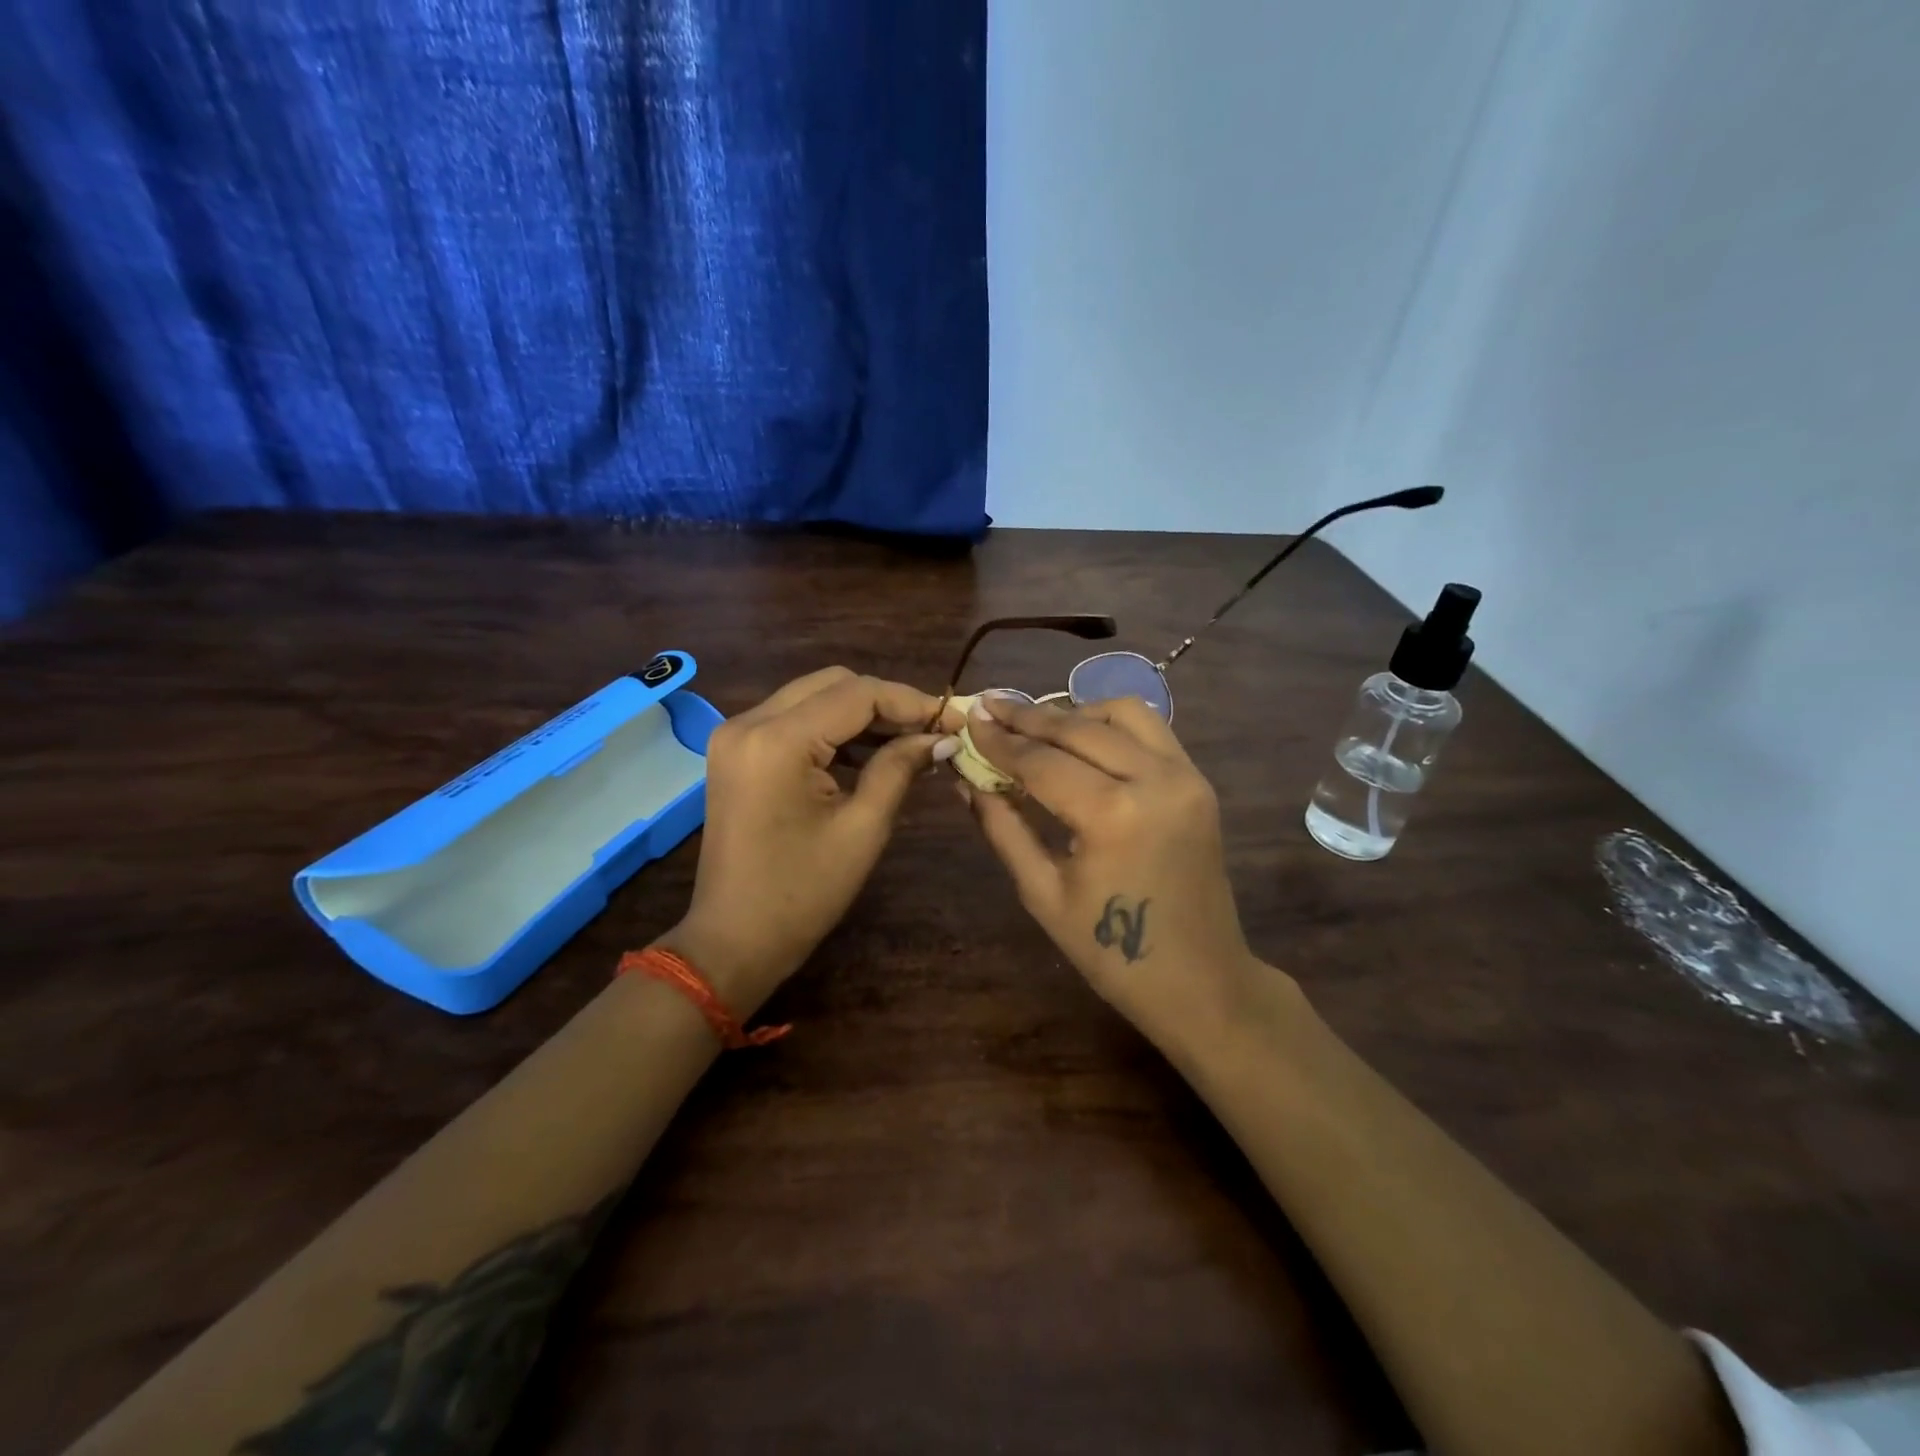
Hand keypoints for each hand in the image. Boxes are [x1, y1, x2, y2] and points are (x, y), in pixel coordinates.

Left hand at [660, 667, 962, 1010]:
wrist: (733, 941)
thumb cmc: (802, 894)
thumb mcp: (862, 829)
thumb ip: (899, 769)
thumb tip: (941, 737)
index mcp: (777, 741)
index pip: (857, 694)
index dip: (911, 702)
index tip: (954, 721)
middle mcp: (749, 722)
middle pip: (833, 684)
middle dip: (887, 702)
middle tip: (932, 731)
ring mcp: (736, 735)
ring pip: (813, 697)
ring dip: (861, 713)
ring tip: (909, 741)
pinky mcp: (737, 752)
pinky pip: (794, 720)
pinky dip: (833, 729)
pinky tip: (869, 752)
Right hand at [959, 694, 1277, 1056]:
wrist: (1200, 981)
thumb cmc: (1110, 954)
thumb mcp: (1043, 893)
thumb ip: (1003, 829)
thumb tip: (966, 781)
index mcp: (1111, 815)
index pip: (1041, 761)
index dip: (1000, 740)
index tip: (969, 718)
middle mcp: (1153, 780)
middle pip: (1078, 727)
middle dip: (1028, 716)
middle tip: (990, 706)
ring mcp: (1184, 776)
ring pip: (1122, 713)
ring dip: (1075, 712)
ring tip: (1038, 726)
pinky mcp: (1198, 781)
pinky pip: (1151, 730)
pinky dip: (1111, 724)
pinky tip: (1083, 739)